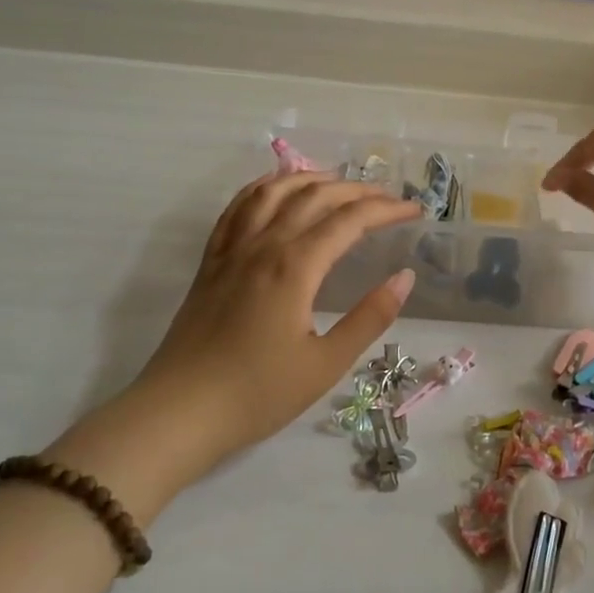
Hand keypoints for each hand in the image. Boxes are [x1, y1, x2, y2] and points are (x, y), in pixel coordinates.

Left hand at [51, 174, 420, 514]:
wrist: (178, 414)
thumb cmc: (257, 394)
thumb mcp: (326, 364)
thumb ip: (370, 317)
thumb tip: (405, 277)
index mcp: (295, 266)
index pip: (350, 220)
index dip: (386, 209)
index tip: (415, 211)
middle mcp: (264, 245)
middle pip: (315, 196)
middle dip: (358, 190)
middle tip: (388, 198)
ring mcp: (232, 249)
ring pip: (274, 191)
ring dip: (311, 178)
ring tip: (339, 182)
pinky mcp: (211, 262)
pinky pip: (237, 208)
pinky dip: (262, 188)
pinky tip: (275, 188)